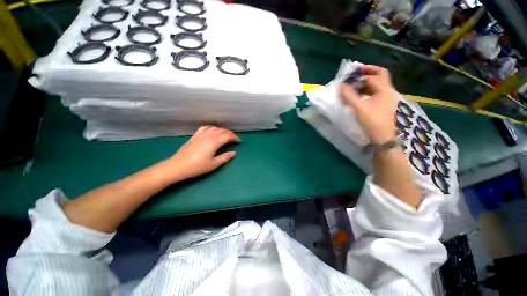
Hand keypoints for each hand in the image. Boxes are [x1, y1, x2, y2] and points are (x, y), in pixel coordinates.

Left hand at [168, 126, 240, 179]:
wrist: (178, 166)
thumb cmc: (197, 166)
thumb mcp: (214, 164)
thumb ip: (225, 157)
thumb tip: (233, 153)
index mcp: (214, 142)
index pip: (227, 136)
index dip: (234, 138)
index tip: (239, 141)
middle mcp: (209, 135)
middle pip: (222, 131)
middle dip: (230, 133)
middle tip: (234, 138)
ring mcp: (201, 134)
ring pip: (214, 128)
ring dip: (222, 130)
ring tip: (225, 135)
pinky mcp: (195, 136)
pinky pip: (205, 128)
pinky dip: (212, 128)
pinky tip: (212, 131)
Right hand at [340, 65, 396, 143]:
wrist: (382, 136)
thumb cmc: (372, 121)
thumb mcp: (358, 108)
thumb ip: (348, 96)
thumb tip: (340, 85)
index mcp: (383, 89)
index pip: (371, 76)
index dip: (358, 76)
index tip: (347, 77)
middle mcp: (387, 90)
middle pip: (381, 74)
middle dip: (369, 71)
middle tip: (357, 72)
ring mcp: (386, 97)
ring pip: (378, 83)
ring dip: (368, 81)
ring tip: (355, 84)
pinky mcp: (383, 104)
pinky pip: (376, 91)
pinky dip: (368, 89)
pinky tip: (360, 94)